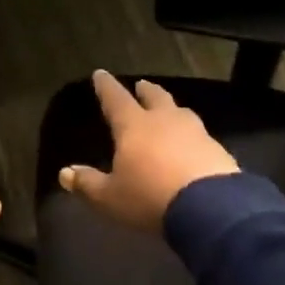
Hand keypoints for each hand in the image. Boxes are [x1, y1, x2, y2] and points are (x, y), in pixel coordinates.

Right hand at [58, 71, 239, 233]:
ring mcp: (196, 133)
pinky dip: (191, 136)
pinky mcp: (219, 151)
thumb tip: (65, 173)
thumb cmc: (150, 197)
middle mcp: (165, 121)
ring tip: (168, 111)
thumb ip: (88, 184)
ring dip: (172, 109)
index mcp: (134, 126)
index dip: (106, 87)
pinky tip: (193, 145)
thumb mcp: (110, 197)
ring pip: (181, 113)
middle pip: (155, 97)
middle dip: (146, 90)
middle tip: (141, 84)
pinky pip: (200, 136)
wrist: (211, 210)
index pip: (116, 99)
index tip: (100, 74)